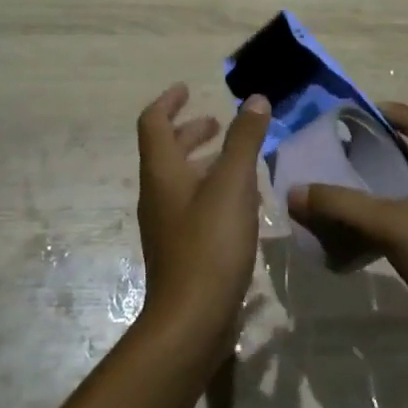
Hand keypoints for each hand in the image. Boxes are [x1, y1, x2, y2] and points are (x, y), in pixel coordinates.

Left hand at [136, 84, 271, 347]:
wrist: (192, 318)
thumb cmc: (210, 242)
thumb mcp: (233, 184)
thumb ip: (244, 139)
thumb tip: (254, 99)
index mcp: (162, 172)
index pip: (153, 122)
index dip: (169, 102)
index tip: (187, 89)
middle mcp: (157, 194)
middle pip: (166, 151)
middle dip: (190, 131)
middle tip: (217, 123)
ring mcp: (166, 224)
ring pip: (181, 179)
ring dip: (203, 161)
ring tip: (236, 158)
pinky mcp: (181, 249)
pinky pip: (192, 205)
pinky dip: (211, 189)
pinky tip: (240, 201)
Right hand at [286, 103, 407, 348]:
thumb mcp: (391, 225)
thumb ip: (342, 206)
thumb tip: (295, 192)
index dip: (385, 111)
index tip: (348, 116)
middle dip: (377, 146)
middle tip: (338, 152)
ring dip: (383, 180)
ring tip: (345, 186)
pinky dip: (392, 208)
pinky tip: (366, 225)